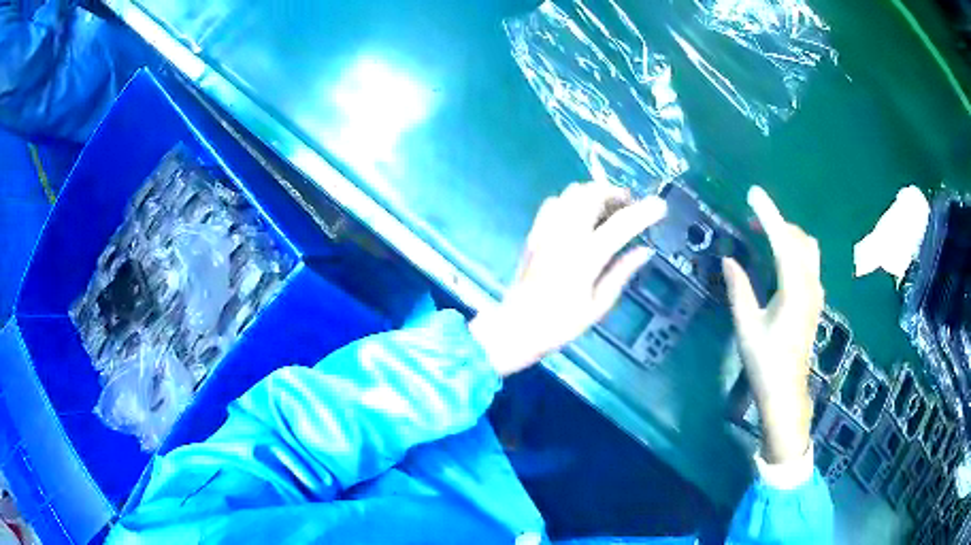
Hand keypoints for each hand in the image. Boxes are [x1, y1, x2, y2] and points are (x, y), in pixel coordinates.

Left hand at [470, 181, 666, 376]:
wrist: (515, 328)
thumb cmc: (560, 324)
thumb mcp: (598, 306)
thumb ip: (622, 273)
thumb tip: (645, 251)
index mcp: (585, 258)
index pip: (620, 225)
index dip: (644, 212)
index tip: (661, 206)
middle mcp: (564, 236)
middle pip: (593, 194)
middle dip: (617, 194)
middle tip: (630, 207)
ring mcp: (545, 230)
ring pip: (572, 192)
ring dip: (595, 193)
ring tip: (608, 209)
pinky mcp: (534, 232)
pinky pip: (554, 202)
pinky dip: (573, 201)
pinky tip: (580, 217)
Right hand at [722, 186, 823, 463]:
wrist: (786, 391)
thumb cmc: (765, 361)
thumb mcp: (746, 326)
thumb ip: (739, 288)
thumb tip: (728, 258)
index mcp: (793, 289)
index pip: (782, 241)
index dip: (768, 214)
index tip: (753, 193)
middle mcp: (810, 285)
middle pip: (800, 239)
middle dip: (778, 223)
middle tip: (753, 221)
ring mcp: (816, 293)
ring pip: (808, 249)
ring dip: (789, 236)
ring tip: (766, 237)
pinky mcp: (815, 301)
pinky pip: (809, 263)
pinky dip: (795, 250)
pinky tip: (780, 261)